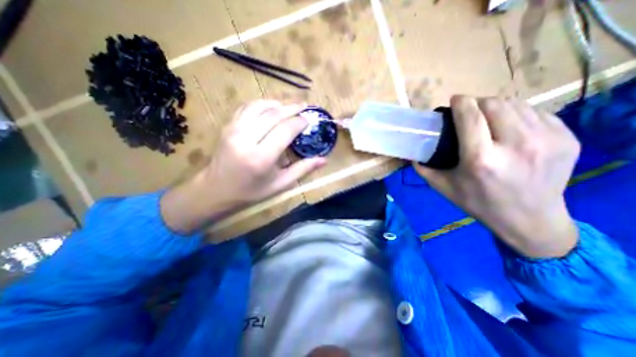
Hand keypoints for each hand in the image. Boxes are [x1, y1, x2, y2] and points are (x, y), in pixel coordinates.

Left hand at [163, 100, 324, 233]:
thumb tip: (324, 160)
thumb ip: (302, 169)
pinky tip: (271, 107)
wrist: (216, 189)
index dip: (300, 122)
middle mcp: (247, 139)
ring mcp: (234, 129)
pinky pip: (247, 107)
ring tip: (290, 106)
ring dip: (278, 103)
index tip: (309, 120)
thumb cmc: (251, 191)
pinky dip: (262, 104)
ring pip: (260, 106)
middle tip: (305, 106)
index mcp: (262, 157)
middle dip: (292, 108)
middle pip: (274, 114)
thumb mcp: (280, 184)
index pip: (285, 130)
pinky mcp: (227, 126)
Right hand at [416, 96, 582, 256]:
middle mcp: (516, 145)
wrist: (530, 220)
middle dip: (477, 102)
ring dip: (496, 107)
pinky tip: (509, 127)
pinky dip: (517, 114)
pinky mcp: (567, 138)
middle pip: (494, 104)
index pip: (471, 116)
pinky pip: (536, 112)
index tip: (454, 100)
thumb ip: (423, 168)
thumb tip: (413, 153)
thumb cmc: (478, 203)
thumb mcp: (443, 187)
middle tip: (468, 112)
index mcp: (481, 159)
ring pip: (516, 104)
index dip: (461, 102)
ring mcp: (547, 140)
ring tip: (487, 118)